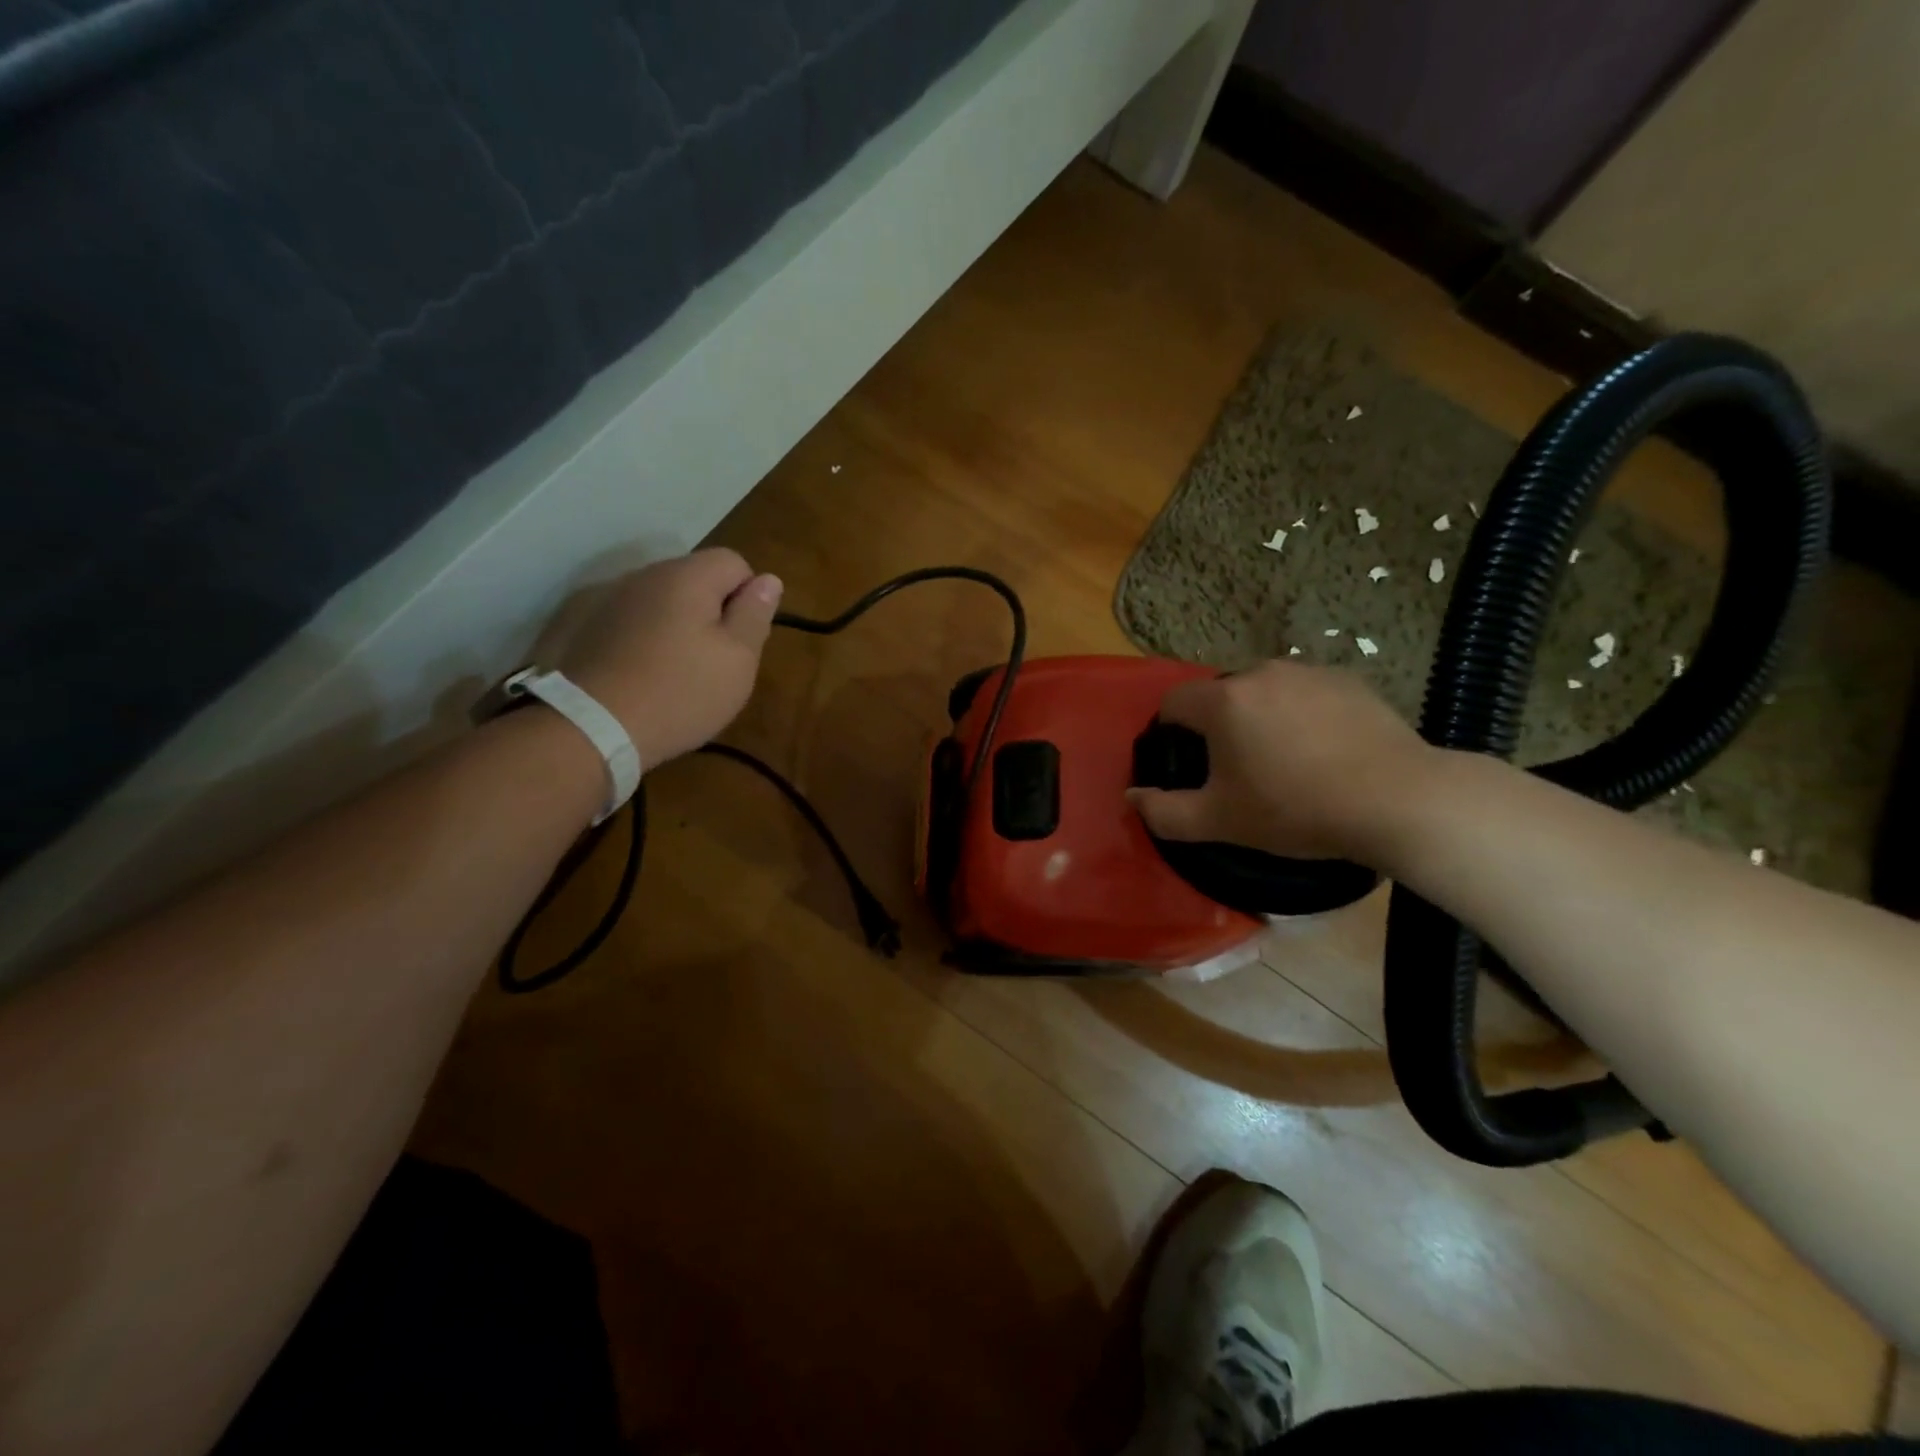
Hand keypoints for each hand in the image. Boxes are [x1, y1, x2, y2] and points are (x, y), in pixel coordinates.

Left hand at [560, 549, 782, 768]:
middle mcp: (646, 575)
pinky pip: (638, 621)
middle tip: (718, 661)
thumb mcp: (738, 659)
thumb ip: (755, 614)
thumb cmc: (681, 692)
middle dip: (715, 611)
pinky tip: (650, 675)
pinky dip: (652, 639)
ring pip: (666, 601)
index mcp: (687, 576)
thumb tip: (769, 579)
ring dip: (682, 626)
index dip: (749, 597)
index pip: (735, 562)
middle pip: (697, 578)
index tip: (743, 640)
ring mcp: (613, 599)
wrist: (594, 727)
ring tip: (683, 671)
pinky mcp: (591, 627)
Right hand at [1126, 660, 1434, 864]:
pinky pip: (1305, 693)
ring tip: (1286, 761)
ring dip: (1261, 718)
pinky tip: (1324, 751)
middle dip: (1219, 726)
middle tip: (1240, 770)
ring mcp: (1308, 672)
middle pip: (1220, 695)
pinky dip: (1301, 714)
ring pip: (1265, 692)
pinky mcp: (1349, 680)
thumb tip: (1132, 797)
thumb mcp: (1220, 822)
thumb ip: (1164, 812)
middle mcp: (1261, 672)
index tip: (1191, 765)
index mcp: (1223, 701)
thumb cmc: (1295, 809)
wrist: (1397, 800)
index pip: (1174, 702)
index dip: (1171, 732)